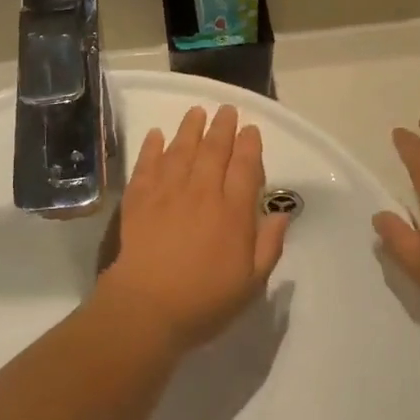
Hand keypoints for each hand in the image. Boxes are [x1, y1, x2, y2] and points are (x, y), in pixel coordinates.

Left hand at [98, 105, 288, 352]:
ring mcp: (167, 193)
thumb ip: (269, 245)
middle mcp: (202, 193)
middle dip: (223, 127)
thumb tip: (280, 214)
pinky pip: (146, 165)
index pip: (245, 167)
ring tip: (197, 112)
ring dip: (190, 128)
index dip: (250, 145)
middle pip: (214, 150)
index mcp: (233, 212)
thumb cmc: (204, 300)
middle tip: (227, 110)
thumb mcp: (251, 282)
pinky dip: (152, 147)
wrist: (146, 308)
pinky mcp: (139, 200)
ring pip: (181, 150)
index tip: (251, 129)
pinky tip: (156, 135)